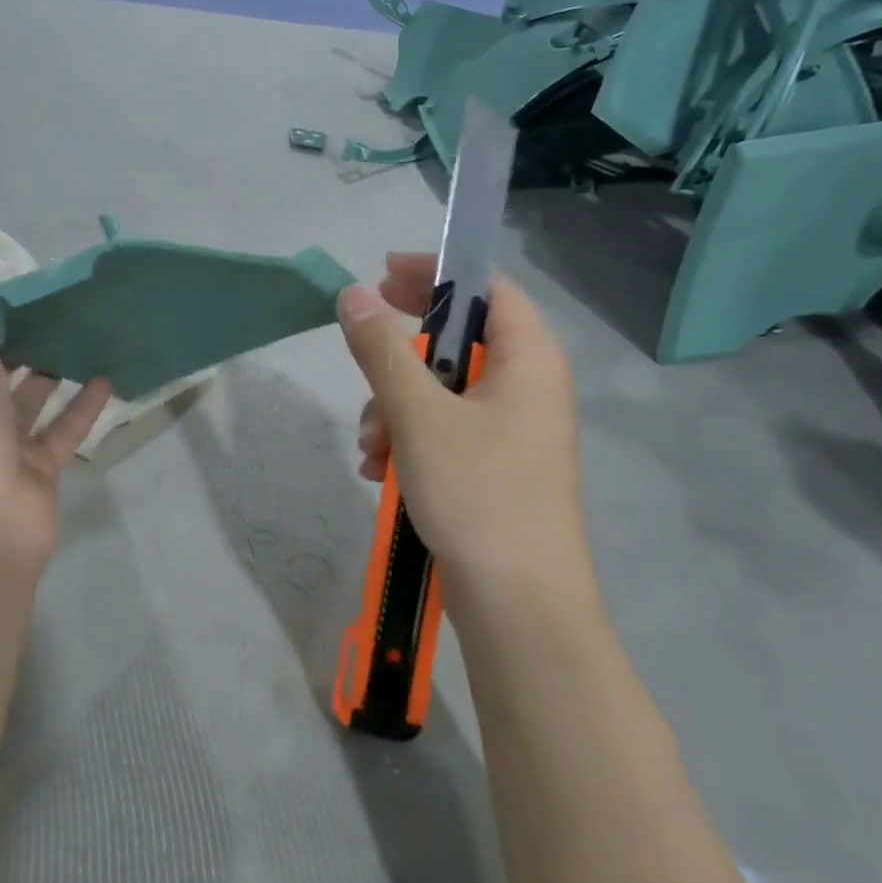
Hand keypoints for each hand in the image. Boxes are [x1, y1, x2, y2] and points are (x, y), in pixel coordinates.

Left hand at [0, 245, 111, 580]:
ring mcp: (2, 442)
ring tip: (87, 326)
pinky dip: (84, 403)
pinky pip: (64, 427)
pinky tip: (110, 373)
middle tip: (59, 295)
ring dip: (55, 365)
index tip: (8, 272)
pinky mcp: (38, 467)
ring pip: (32, 395)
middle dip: (21, 332)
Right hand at [338, 253, 594, 616]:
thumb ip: (383, 351)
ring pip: (442, 393)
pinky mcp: (493, 470)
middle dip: (400, 358)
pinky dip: (408, 441)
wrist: (518, 607)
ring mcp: (512, 434)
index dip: (436, 274)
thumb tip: (352, 294)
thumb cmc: (477, 494)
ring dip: (394, 408)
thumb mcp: (419, 415)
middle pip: (459, 342)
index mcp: (529, 361)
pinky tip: (381, 472)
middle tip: (360, 354)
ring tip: (370, 448)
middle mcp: (527, 389)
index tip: (381, 276)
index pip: (488, 289)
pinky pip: (444, 433)